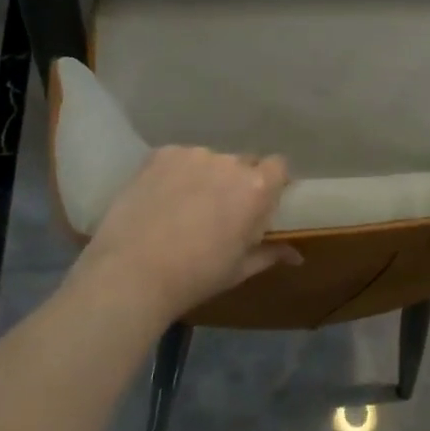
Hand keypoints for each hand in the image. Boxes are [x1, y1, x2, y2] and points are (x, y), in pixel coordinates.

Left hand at [75, 146, 297, 321]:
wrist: (132, 273)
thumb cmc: (196, 276)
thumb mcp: (239, 269)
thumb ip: (271, 253)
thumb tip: (297, 256)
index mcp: (256, 188)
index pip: (278, 166)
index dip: (272, 182)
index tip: (261, 203)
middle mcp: (229, 162)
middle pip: (243, 163)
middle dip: (237, 182)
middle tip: (219, 211)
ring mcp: (193, 154)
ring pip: (209, 161)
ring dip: (205, 177)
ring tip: (184, 207)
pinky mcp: (161, 154)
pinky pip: (179, 159)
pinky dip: (176, 174)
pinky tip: (161, 199)